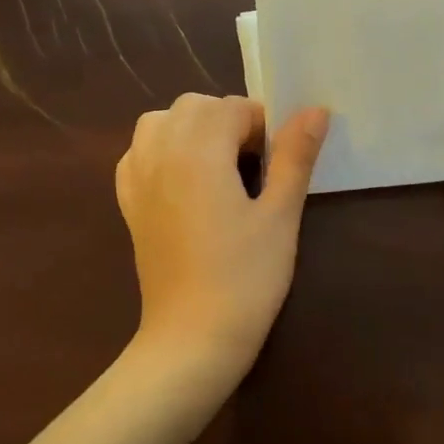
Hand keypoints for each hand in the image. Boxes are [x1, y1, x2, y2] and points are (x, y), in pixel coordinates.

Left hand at [116, 93, 328, 378]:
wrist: (192, 337)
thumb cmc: (246, 278)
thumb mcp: (281, 215)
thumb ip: (295, 156)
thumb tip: (315, 110)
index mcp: (199, 150)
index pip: (233, 107)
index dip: (263, 127)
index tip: (279, 163)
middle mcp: (160, 152)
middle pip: (194, 106)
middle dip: (228, 122)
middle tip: (255, 166)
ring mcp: (137, 177)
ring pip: (160, 122)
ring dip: (191, 129)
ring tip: (218, 166)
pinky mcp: (128, 203)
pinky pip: (138, 152)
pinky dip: (161, 150)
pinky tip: (184, 181)